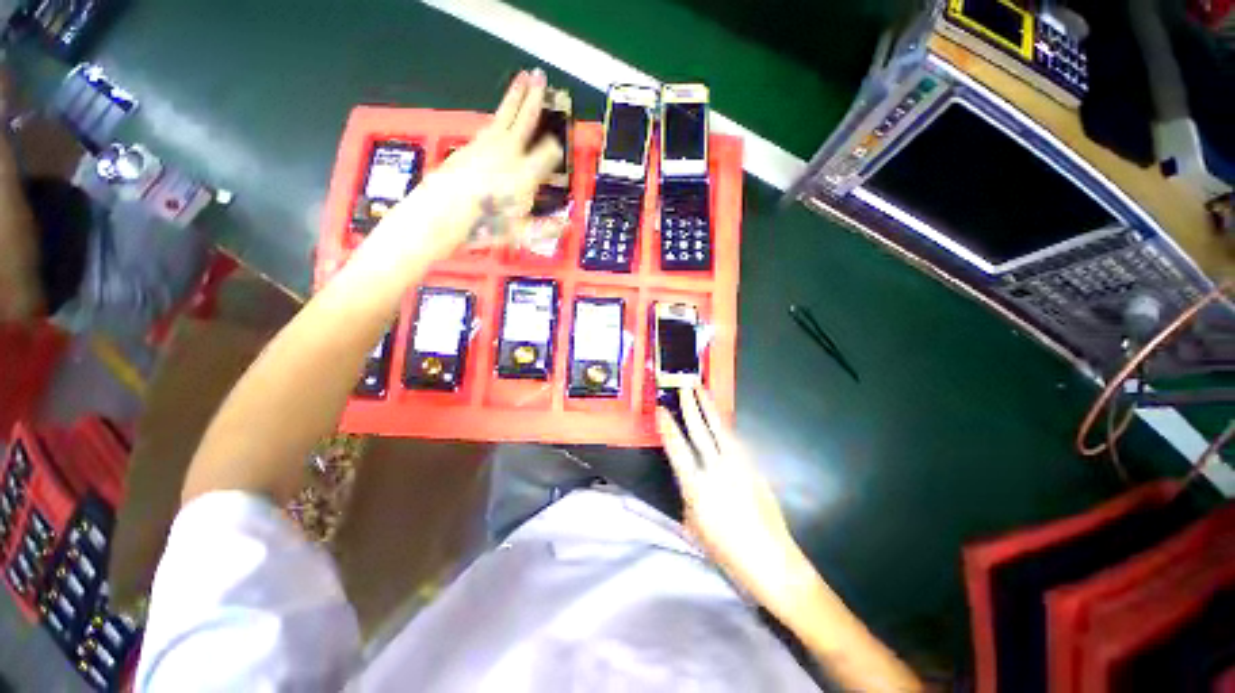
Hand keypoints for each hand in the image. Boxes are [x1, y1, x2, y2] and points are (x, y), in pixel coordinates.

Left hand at [374, 69, 564, 262]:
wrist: (443, 212)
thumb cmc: (485, 225)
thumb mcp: (520, 232)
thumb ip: (546, 226)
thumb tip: (567, 224)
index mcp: (526, 174)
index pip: (547, 153)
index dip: (554, 150)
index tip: (557, 147)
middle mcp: (509, 154)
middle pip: (525, 120)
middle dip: (536, 99)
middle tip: (541, 77)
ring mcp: (488, 146)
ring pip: (506, 115)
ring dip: (516, 96)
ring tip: (523, 78)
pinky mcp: (472, 146)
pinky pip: (491, 126)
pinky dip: (499, 116)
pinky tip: (500, 115)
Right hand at [657, 387, 811, 611]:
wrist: (772, 560)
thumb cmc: (727, 551)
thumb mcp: (694, 527)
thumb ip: (688, 498)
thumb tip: (688, 481)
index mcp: (697, 488)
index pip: (678, 450)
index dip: (668, 428)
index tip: (662, 410)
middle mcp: (717, 470)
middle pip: (700, 431)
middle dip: (690, 405)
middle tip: (684, 385)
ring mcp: (739, 466)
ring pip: (720, 429)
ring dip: (709, 408)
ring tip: (702, 390)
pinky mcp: (754, 467)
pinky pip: (735, 440)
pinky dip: (724, 426)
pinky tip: (720, 419)